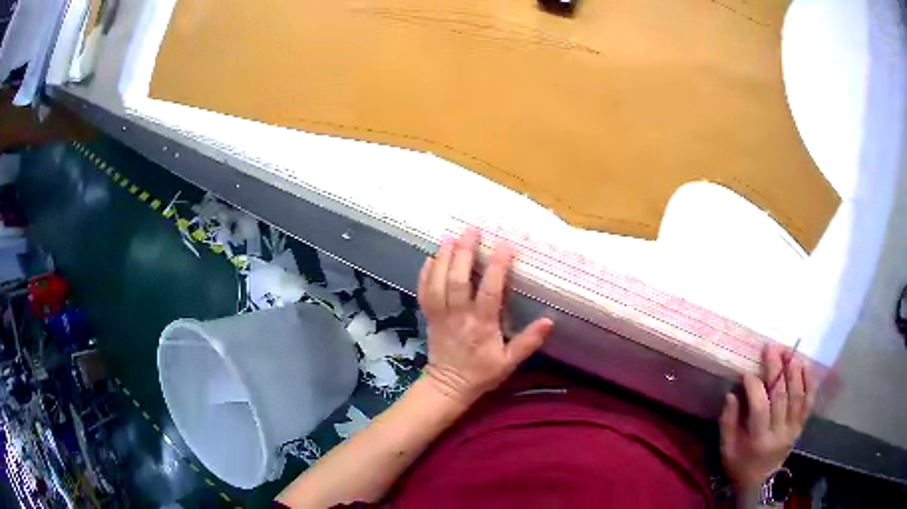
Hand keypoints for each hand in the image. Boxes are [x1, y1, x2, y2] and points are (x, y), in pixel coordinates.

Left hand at [417, 228, 553, 405]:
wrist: (448, 386)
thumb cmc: (482, 373)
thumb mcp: (509, 362)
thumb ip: (528, 341)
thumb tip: (550, 320)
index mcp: (481, 325)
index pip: (489, 292)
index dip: (497, 267)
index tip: (504, 246)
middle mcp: (459, 316)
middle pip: (458, 280)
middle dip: (464, 253)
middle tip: (471, 230)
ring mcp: (441, 315)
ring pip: (438, 282)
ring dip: (444, 258)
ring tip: (451, 236)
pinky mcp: (429, 317)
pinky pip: (424, 292)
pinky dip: (425, 273)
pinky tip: (431, 257)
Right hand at [719, 343, 815, 488]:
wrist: (761, 482)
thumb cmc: (740, 465)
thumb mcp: (727, 450)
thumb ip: (728, 422)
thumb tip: (732, 394)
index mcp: (758, 440)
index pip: (760, 408)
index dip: (754, 386)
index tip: (747, 373)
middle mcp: (779, 433)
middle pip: (781, 396)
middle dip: (776, 369)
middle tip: (771, 348)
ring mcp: (793, 428)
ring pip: (798, 395)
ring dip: (794, 371)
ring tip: (788, 352)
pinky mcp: (801, 426)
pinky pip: (809, 402)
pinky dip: (809, 382)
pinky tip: (806, 365)